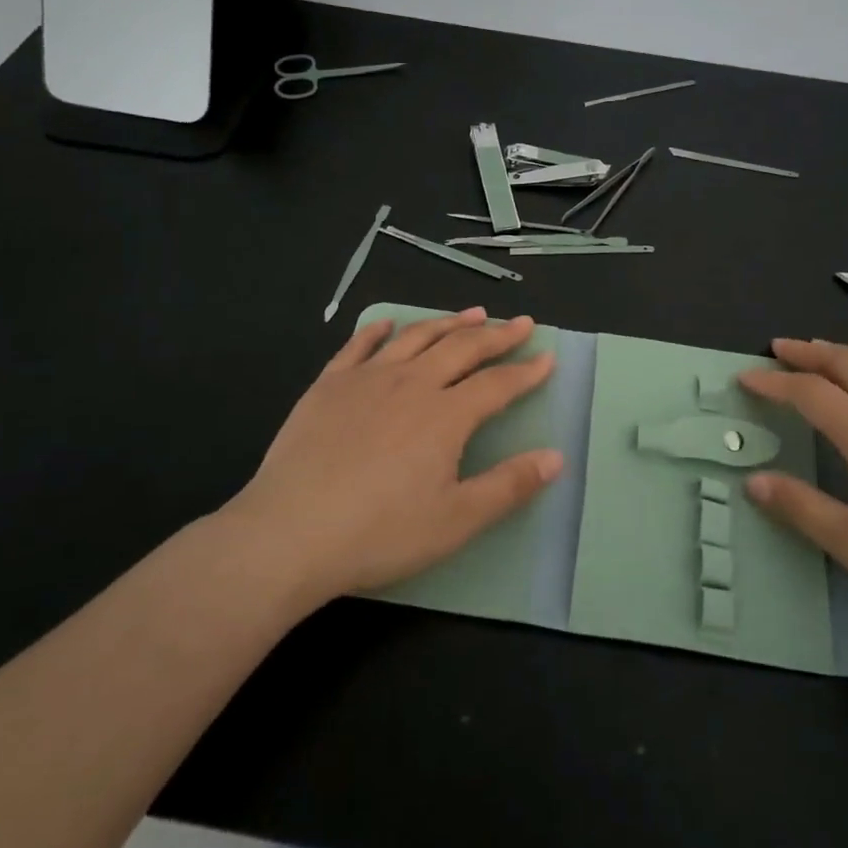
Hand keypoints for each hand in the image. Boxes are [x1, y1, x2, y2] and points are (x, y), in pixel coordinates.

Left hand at [227, 308, 560, 605]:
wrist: (290, 533)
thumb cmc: (380, 533)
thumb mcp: (456, 520)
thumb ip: (509, 485)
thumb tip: (556, 456)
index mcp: (446, 416)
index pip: (497, 383)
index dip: (527, 370)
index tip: (548, 356)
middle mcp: (412, 384)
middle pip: (462, 348)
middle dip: (496, 334)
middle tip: (519, 323)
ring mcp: (366, 379)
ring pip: (416, 338)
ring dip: (448, 323)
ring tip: (471, 313)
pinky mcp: (328, 386)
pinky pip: (358, 346)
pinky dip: (378, 330)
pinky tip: (387, 324)